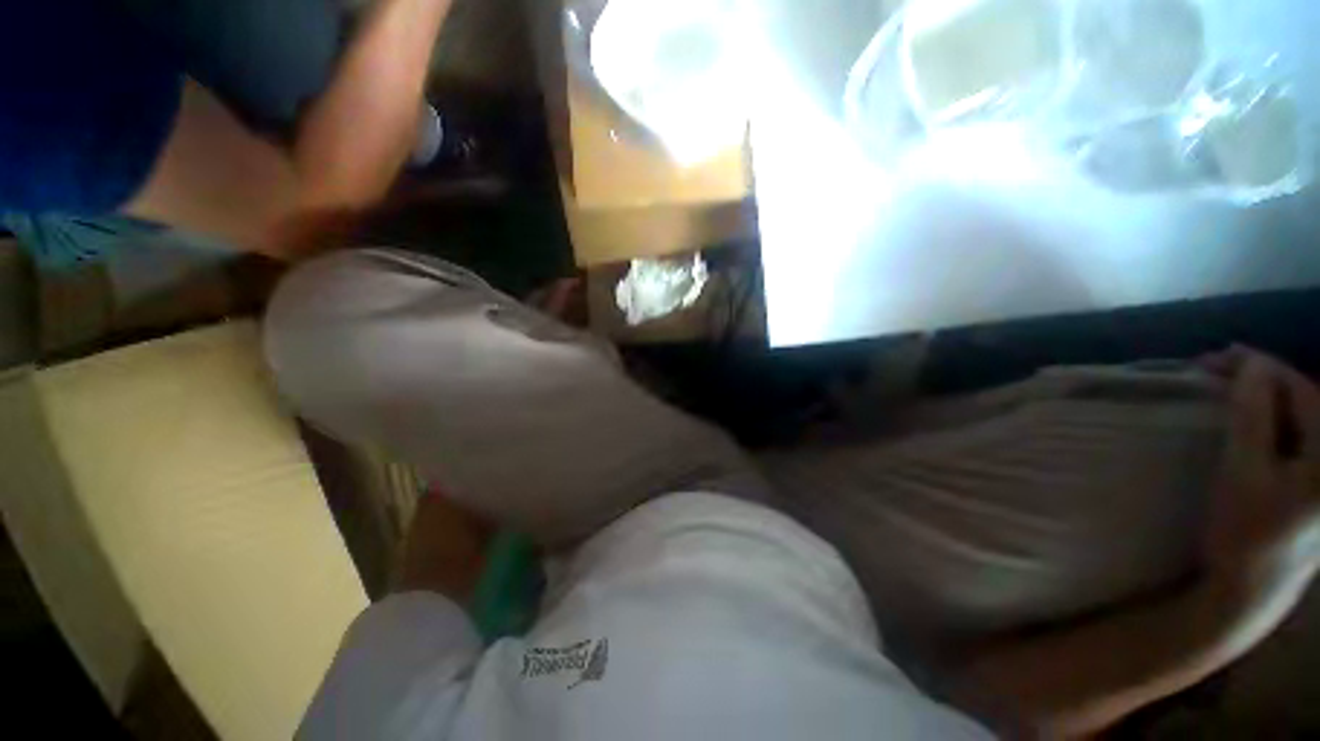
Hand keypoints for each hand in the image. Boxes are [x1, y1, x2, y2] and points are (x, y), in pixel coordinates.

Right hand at [1203, 348, 1319, 590]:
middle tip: (1219, 367)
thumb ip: (1252, 416)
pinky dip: (1277, 417)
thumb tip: (1252, 365)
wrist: (1250, 590)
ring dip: (1269, 397)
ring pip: (1304, 416)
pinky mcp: (1317, 482)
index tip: (1219, 355)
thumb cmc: (1245, 533)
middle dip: (1265, 379)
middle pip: (1307, 401)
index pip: (1303, 393)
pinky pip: (1301, 434)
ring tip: (1233, 385)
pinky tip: (1255, 414)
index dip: (1262, 368)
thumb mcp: (1243, 473)